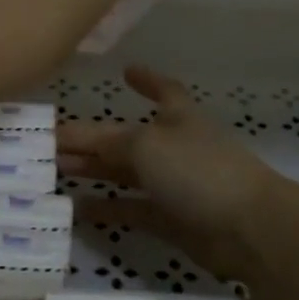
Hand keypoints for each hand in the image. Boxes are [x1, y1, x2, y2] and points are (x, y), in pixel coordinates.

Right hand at [58, 66, 274, 280]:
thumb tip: (73, 141)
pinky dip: (107, 208)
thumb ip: (107, 142)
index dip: (146, 80)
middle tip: (51, 142)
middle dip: (92, 138)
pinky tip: (76, 209)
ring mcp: (175, 185)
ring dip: (93, 170)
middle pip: (127, 138)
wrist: (247, 228)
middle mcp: (175, 146)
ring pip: (126, 173)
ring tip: (56, 171)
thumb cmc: (197, 169)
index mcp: (177, 116)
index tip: (126, 71)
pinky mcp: (172, 221)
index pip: (162, 90)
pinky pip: (131, 209)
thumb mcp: (146, 144)